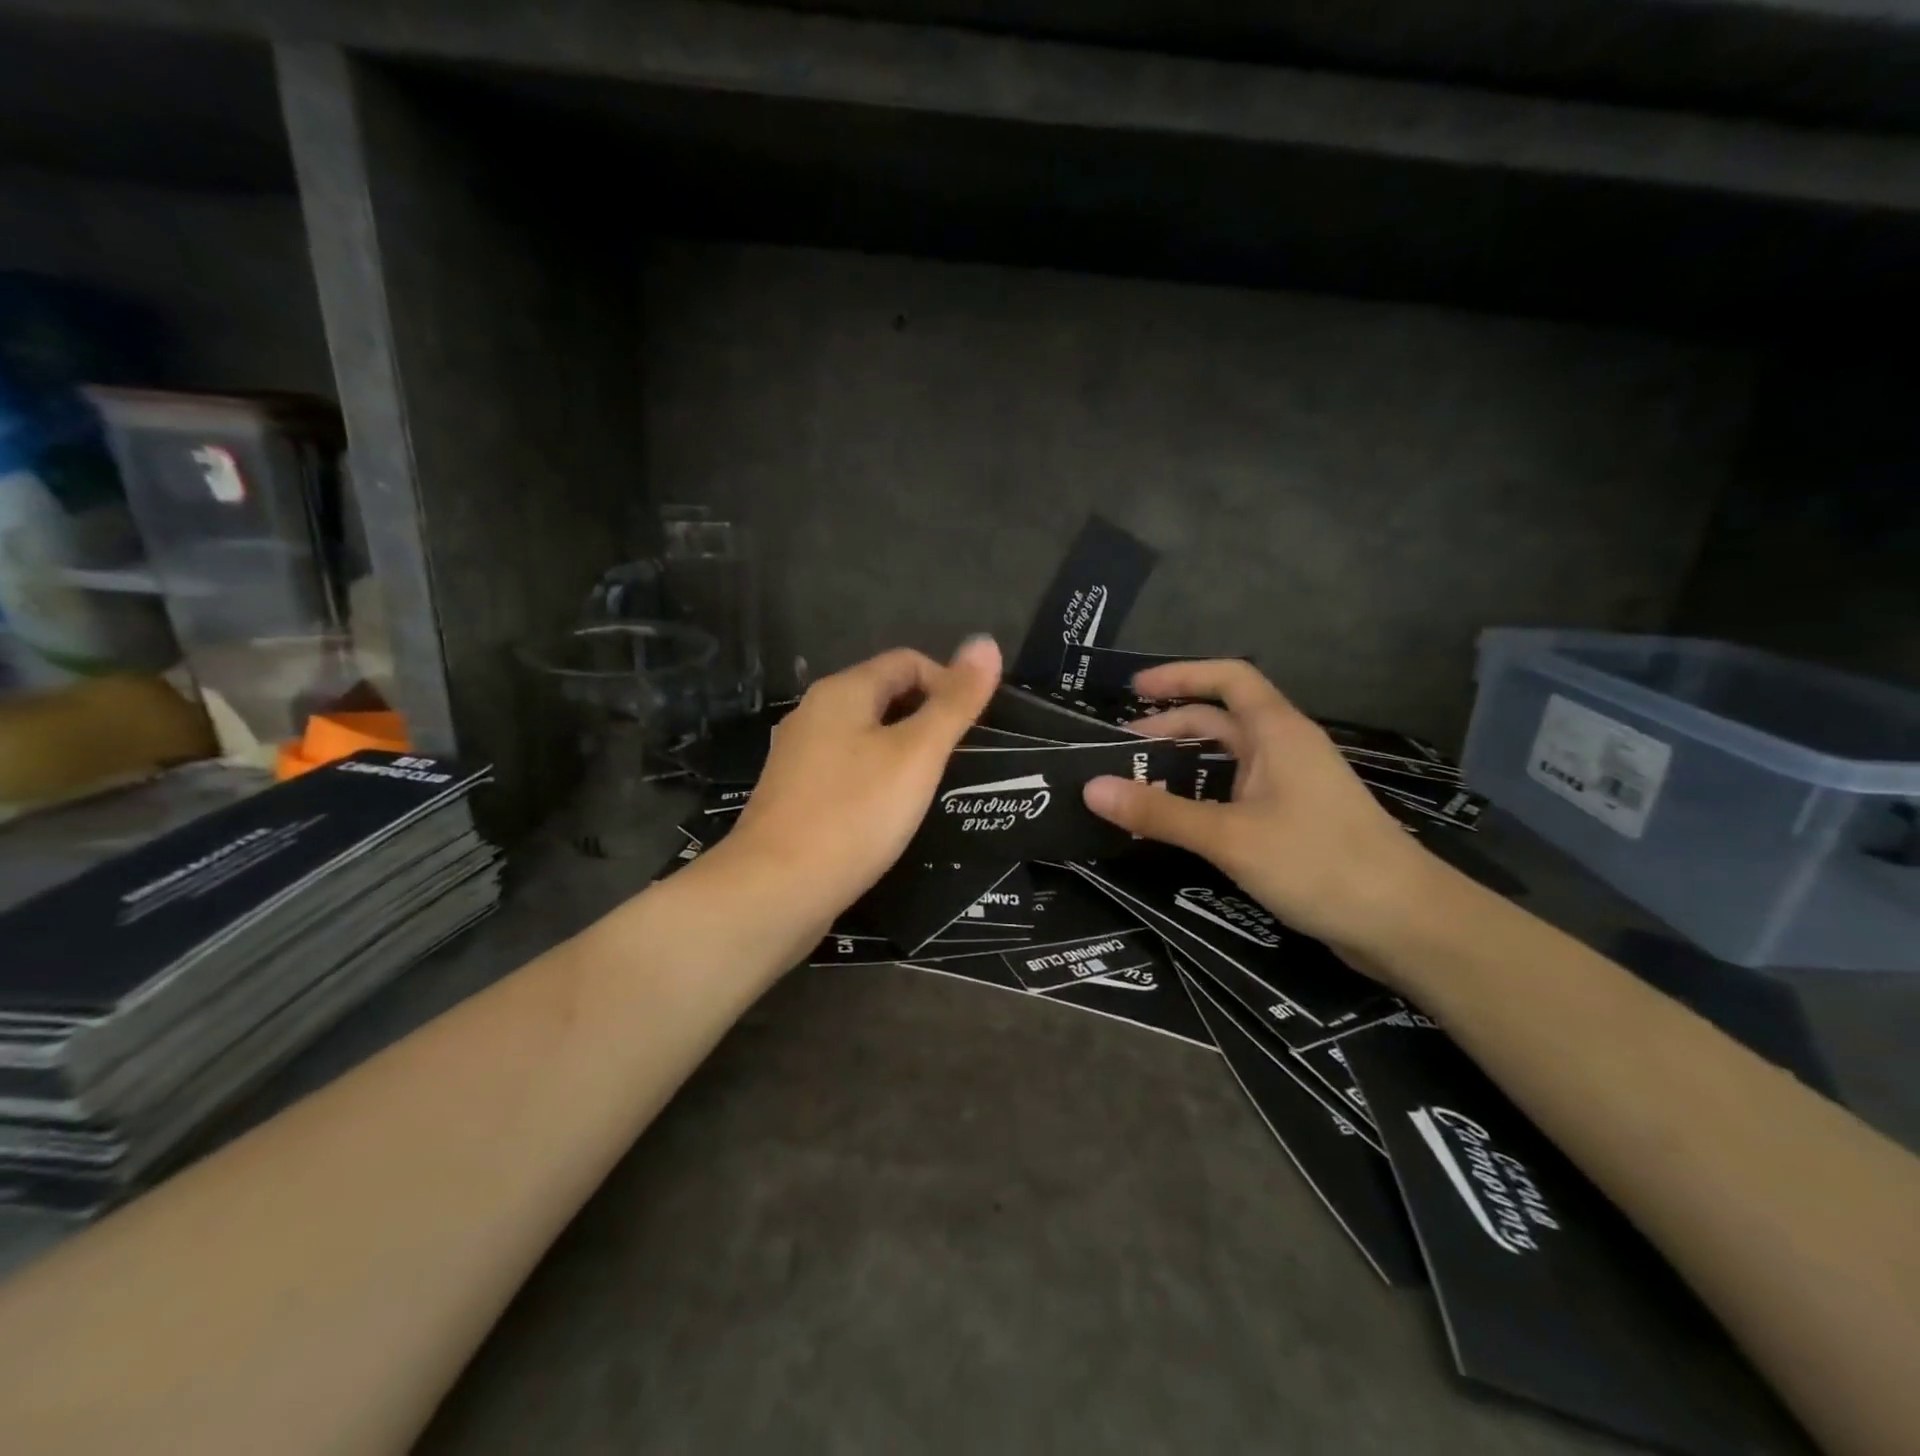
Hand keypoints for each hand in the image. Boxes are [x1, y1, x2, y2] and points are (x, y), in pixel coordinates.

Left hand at [720, 637, 1002, 924]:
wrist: (776, 890)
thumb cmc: (854, 814)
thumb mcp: (917, 755)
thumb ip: (954, 702)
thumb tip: (986, 642)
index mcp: (841, 692)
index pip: (907, 662)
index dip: (947, 683)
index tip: (972, 727)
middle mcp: (813, 714)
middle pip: (883, 695)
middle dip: (926, 717)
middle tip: (957, 759)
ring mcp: (799, 757)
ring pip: (864, 736)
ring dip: (902, 751)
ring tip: (930, 787)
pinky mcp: (794, 796)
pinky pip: (846, 770)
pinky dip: (876, 779)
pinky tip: (889, 814)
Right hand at [1081, 659, 1431, 953]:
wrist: (1404, 923)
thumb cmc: (1318, 862)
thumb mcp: (1228, 836)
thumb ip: (1159, 812)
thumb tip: (1091, 788)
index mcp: (1277, 732)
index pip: (1228, 678)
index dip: (1180, 676)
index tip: (1134, 690)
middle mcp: (1285, 750)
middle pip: (1221, 721)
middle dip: (1170, 728)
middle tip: (1120, 752)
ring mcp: (1293, 787)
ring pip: (1228, 761)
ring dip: (1184, 766)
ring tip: (1137, 785)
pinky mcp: (1295, 822)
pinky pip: (1237, 794)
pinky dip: (1203, 797)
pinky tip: (1178, 823)